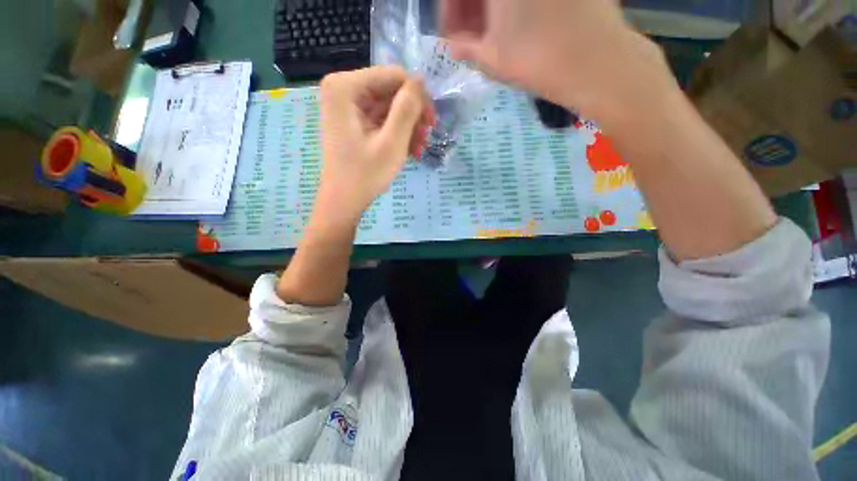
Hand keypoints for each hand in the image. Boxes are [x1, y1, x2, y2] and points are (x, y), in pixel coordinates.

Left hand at [314, 67, 434, 229]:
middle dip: (412, 115)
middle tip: (426, 138)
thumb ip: (407, 108)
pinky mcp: (353, 122)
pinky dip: (397, 134)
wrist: (343, 202)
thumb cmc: (365, 175)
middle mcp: (343, 89)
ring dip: (408, 127)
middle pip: (390, 91)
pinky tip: (409, 150)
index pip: (393, 76)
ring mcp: (347, 106)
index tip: (432, 122)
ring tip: (419, 149)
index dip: (417, 96)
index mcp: (345, 87)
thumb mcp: (392, 142)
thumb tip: (421, 81)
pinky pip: (381, 120)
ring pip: (389, 107)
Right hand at [440, 0, 674, 119]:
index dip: (450, 12)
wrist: (595, 61)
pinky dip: (514, 6)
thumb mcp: (491, 58)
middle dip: (470, 10)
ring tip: (487, 37)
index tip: (450, 37)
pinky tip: (513, 26)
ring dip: (490, 10)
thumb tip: (453, 45)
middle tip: (467, 38)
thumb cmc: (536, 59)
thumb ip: (465, 48)